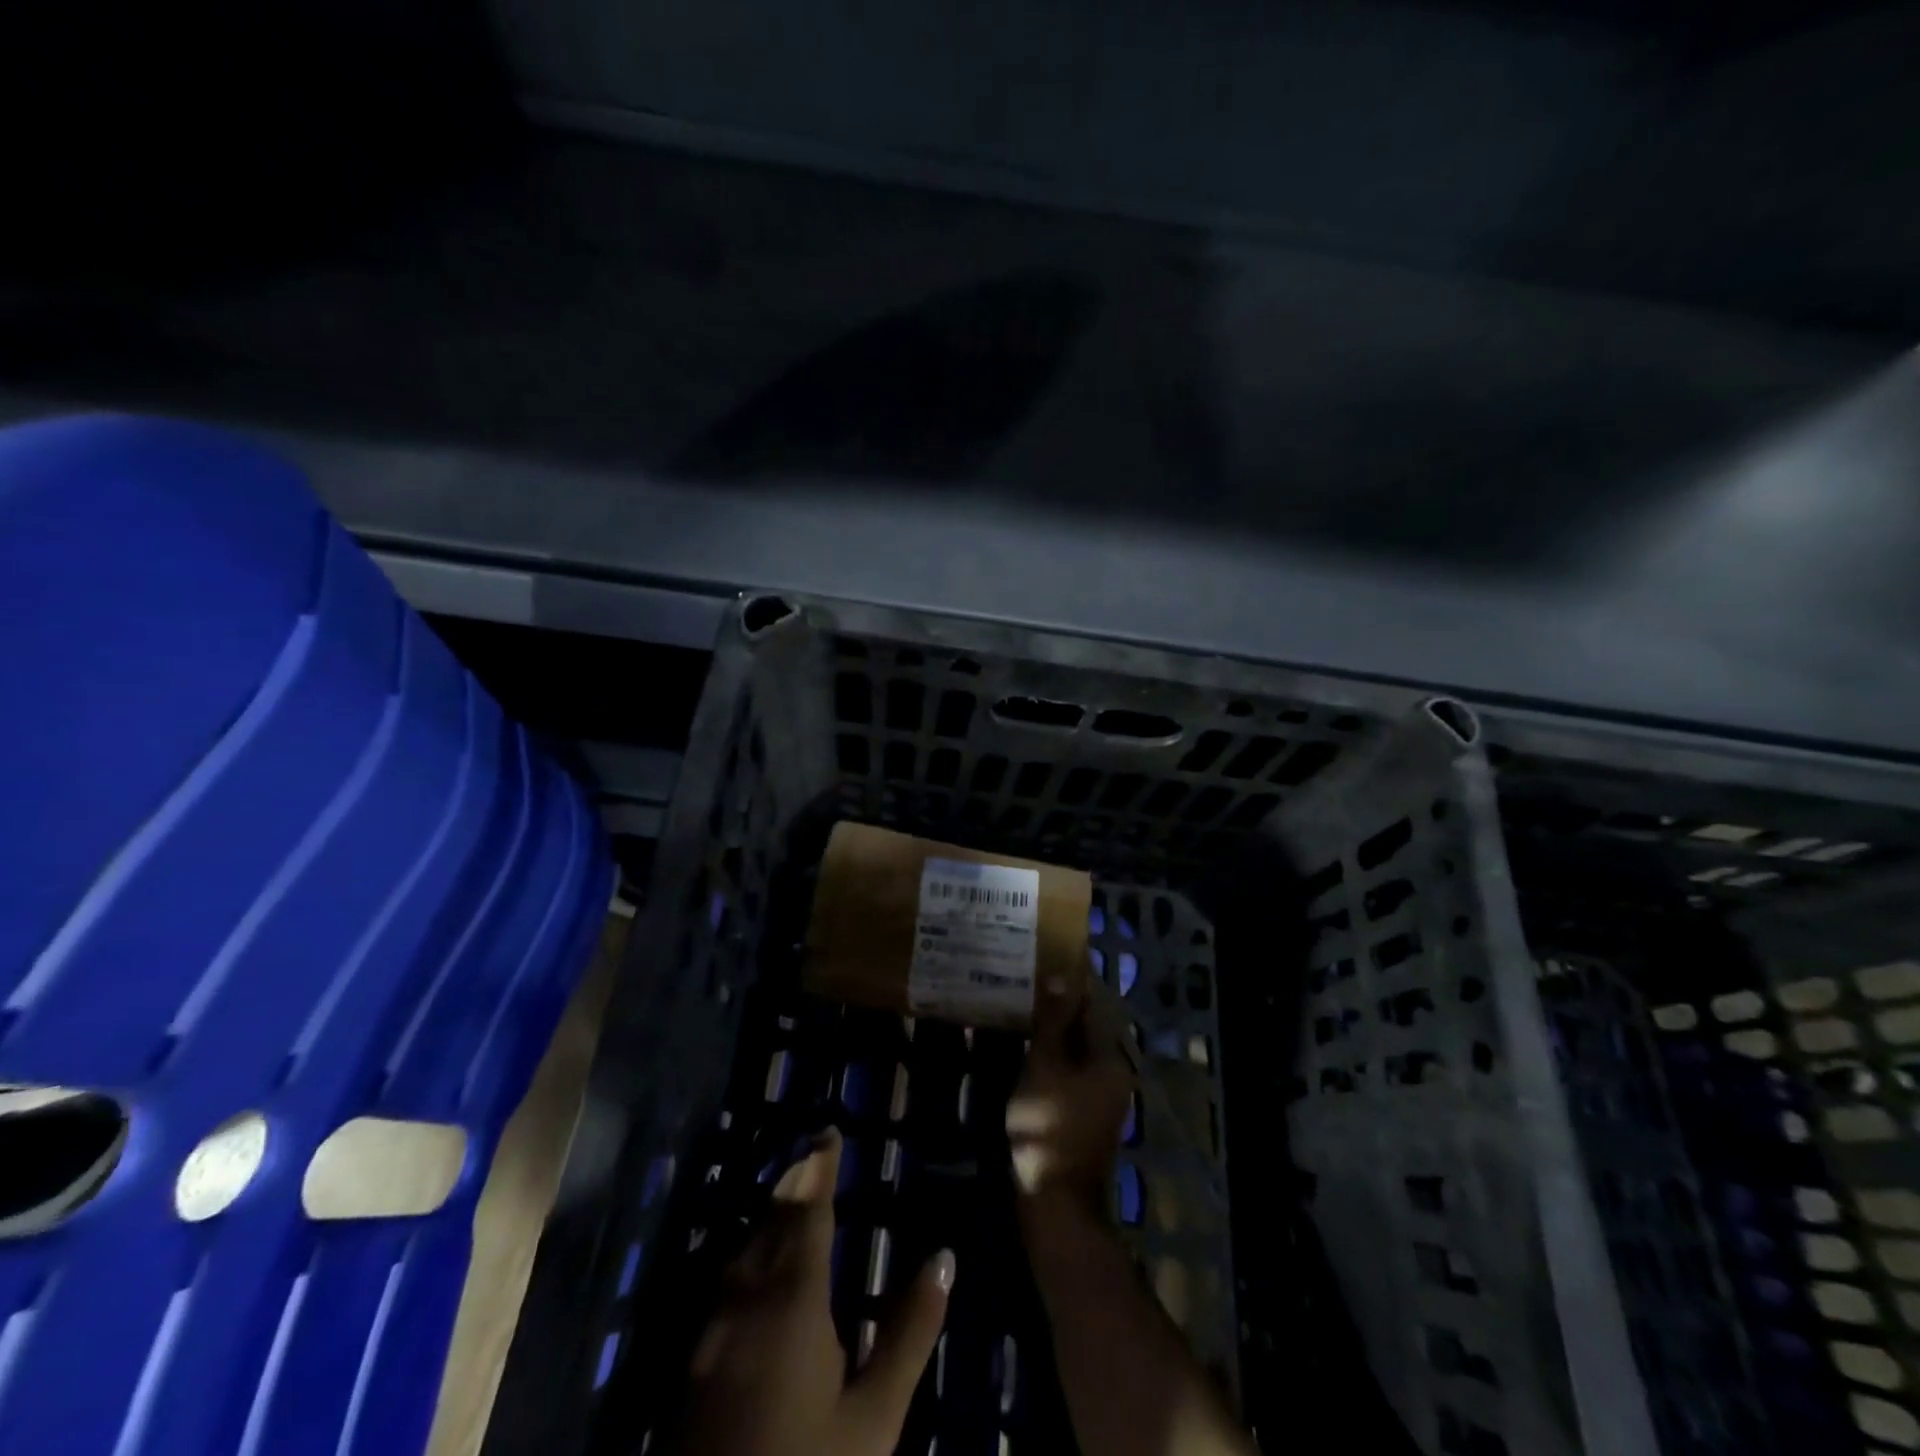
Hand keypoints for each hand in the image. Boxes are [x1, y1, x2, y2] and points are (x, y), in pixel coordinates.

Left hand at [676, 1128, 955, 1455]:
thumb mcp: (874, 1416)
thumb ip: (910, 1331)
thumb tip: (945, 1256)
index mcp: (794, 1298)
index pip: (810, 1211)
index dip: (821, 1168)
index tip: (828, 1129)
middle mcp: (748, 1297)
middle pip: (772, 1221)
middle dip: (794, 1183)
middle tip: (813, 1155)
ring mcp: (713, 1329)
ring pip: (743, 1249)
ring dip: (770, 1214)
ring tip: (791, 1197)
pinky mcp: (693, 1362)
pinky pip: (726, 1280)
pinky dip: (748, 1252)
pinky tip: (755, 1266)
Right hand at [1006, 975, 1135, 1223]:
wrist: (1056, 1203)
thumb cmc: (1049, 1127)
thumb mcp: (1046, 1066)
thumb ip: (1053, 1021)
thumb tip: (1060, 976)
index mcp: (1111, 1058)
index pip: (1094, 1004)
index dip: (1071, 982)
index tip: (1045, 960)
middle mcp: (1114, 1072)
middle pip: (1088, 1027)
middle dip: (1061, 1005)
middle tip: (1029, 981)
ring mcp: (1102, 1095)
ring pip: (1078, 1049)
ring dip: (1056, 1028)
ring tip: (1024, 1006)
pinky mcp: (1086, 1112)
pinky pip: (1072, 1069)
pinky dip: (1054, 1053)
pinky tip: (1028, 1045)